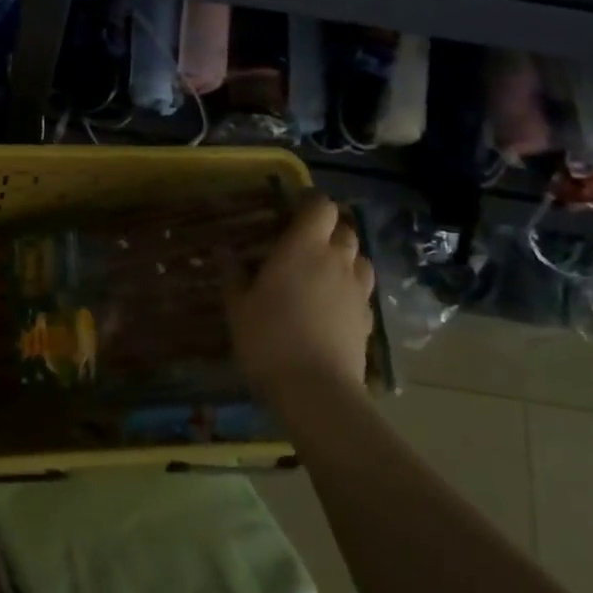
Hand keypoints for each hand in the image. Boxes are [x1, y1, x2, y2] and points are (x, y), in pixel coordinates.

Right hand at [228, 195, 374, 401]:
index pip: (322, 206)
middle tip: (305, 243)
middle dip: (329, 230)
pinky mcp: (368, 317)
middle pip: (345, 229)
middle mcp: (336, 260)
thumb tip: (224, 250)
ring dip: (345, 257)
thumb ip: (233, 274)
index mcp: (304, 247)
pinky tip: (334, 305)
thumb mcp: (238, 306)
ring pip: (360, 258)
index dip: (311, 202)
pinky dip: (351, 288)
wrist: (317, 389)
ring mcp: (357, 289)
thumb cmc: (269, 338)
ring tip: (324, 271)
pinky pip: (363, 290)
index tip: (294, 209)